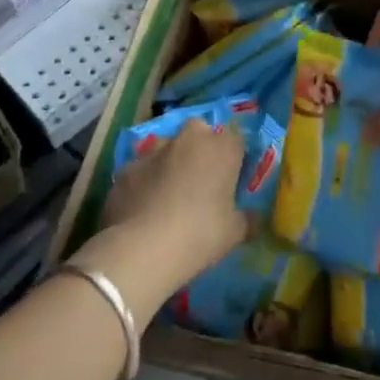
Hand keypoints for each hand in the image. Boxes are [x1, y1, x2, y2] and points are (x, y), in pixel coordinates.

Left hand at [71, 121, 249, 318]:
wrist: (143, 249)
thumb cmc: (200, 234)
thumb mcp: (234, 233)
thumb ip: (247, 220)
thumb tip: (254, 218)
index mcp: (221, 149)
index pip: (236, 137)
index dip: (235, 154)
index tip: (233, 175)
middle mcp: (188, 140)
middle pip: (198, 131)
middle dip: (200, 147)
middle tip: (201, 178)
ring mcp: (152, 152)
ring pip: (165, 146)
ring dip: (169, 161)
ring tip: (168, 193)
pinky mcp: (125, 170)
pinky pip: (139, 171)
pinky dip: (143, 182)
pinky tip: (142, 208)